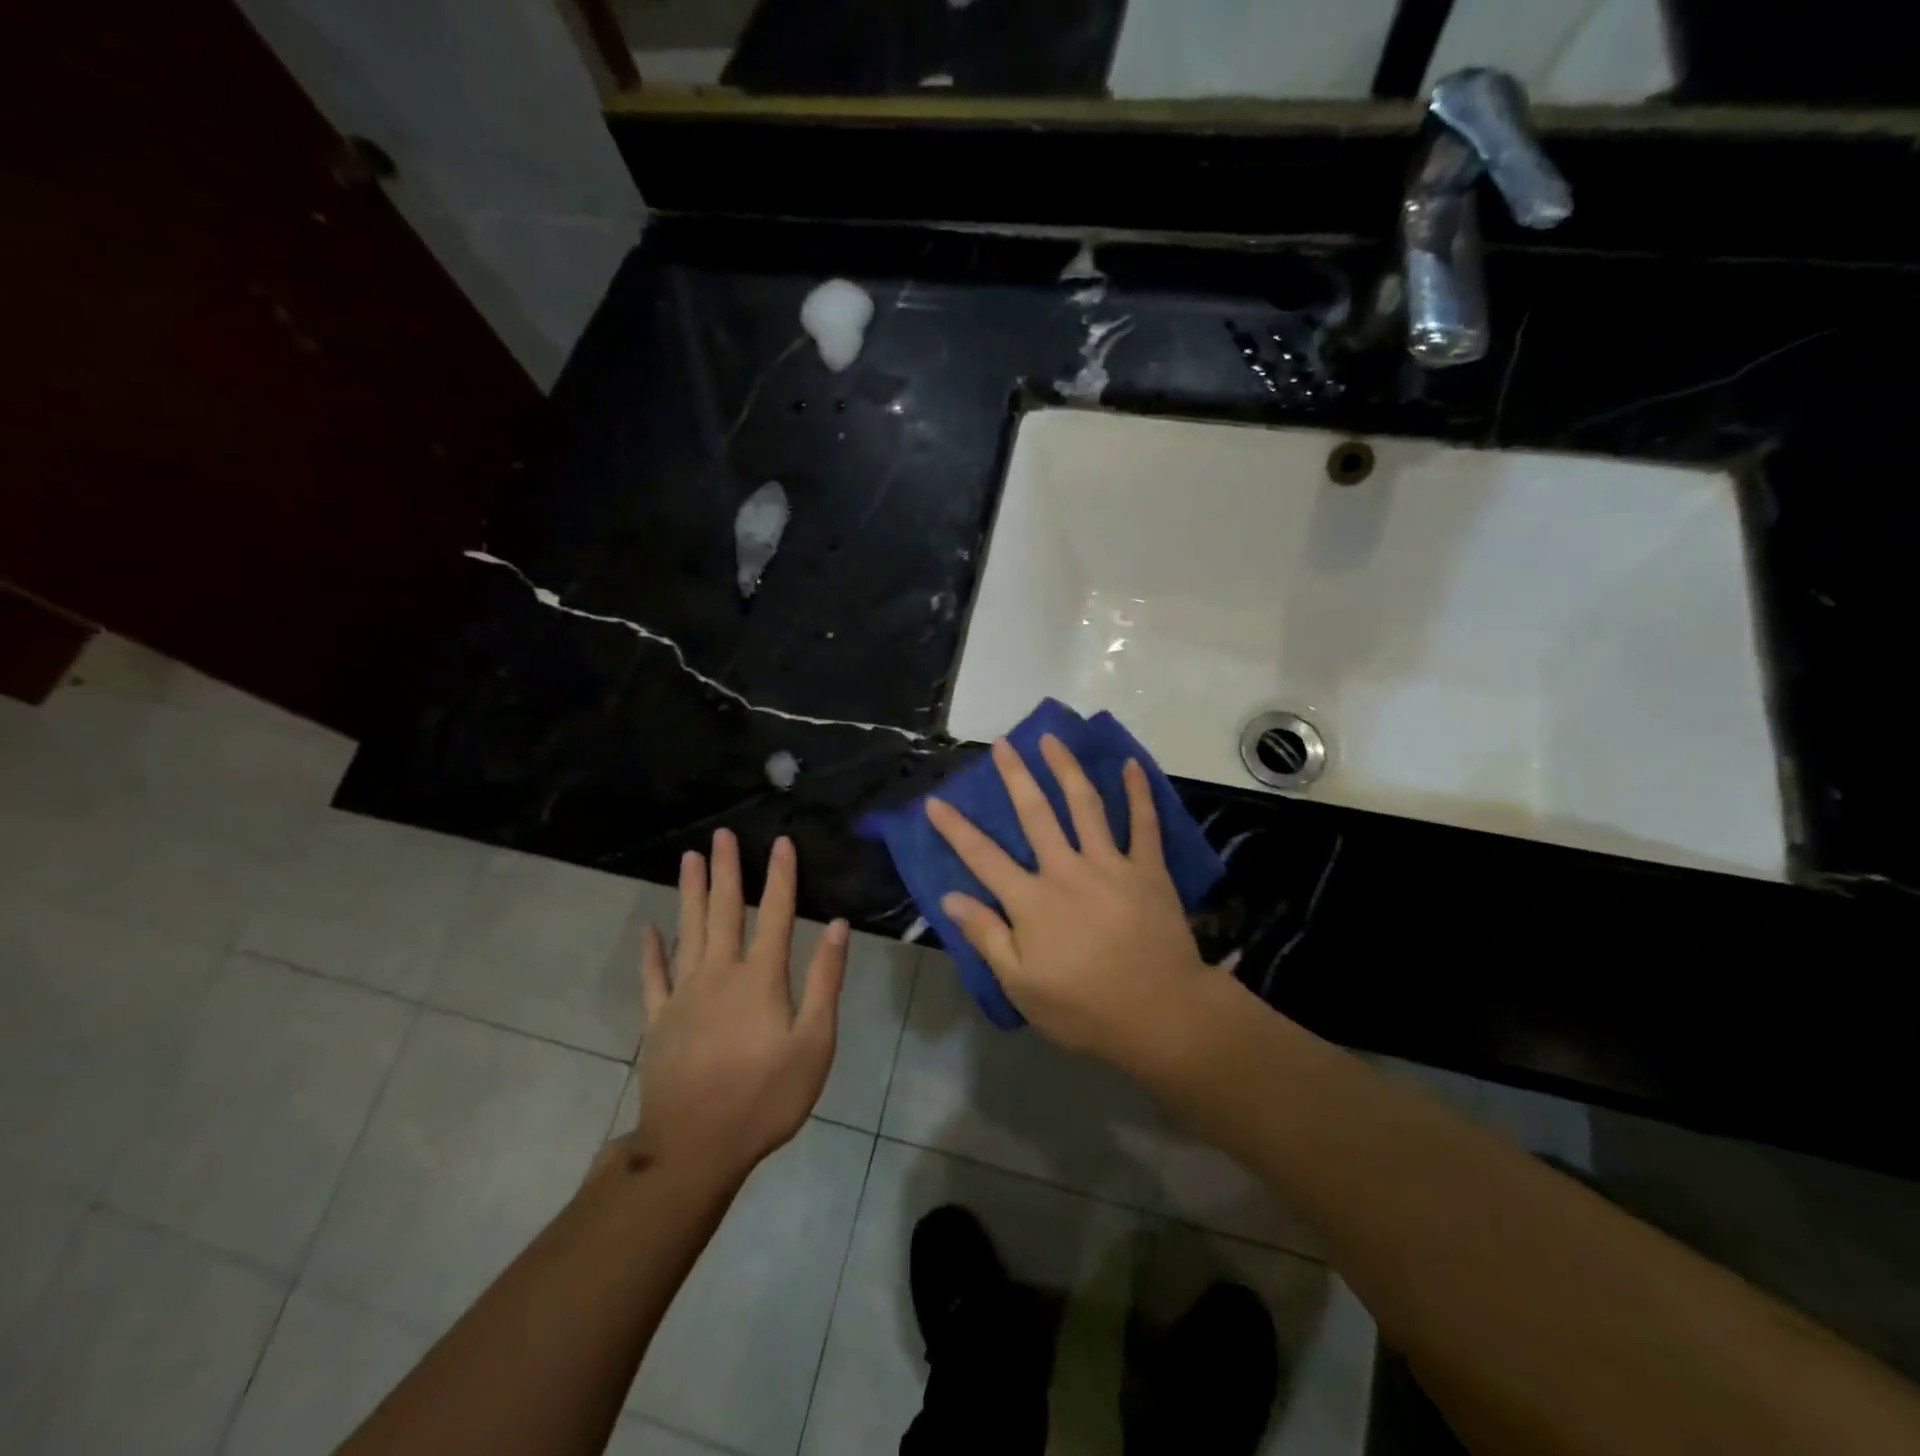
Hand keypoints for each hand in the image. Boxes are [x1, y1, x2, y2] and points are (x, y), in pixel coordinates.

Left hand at [623, 829, 848, 1181]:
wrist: (695, 1147)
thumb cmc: (765, 1097)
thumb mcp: (814, 1043)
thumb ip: (824, 981)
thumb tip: (837, 927)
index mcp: (761, 977)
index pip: (776, 913)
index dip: (780, 875)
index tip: (780, 842)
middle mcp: (720, 973)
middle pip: (725, 910)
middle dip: (727, 870)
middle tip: (721, 835)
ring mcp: (683, 994)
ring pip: (689, 931)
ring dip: (691, 893)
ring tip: (689, 859)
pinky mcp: (658, 1020)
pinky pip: (653, 977)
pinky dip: (651, 951)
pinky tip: (649, 930)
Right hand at [925, 735, 1214, 1069]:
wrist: (1161, 1015)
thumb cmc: (1085, 1007)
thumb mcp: (1021, 985)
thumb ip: (986, 936)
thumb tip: (950, 898)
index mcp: (1032, 901)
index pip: (983, 857)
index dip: (955, 829)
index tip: (935, 802)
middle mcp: (1067, 870)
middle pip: (1035, 814)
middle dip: (1015, 776)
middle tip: (1002, 743)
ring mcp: (1110, 865)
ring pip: (1085, 805)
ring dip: (1066, 769)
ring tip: (1052, 739)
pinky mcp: (1148, 870)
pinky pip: (1144, 823)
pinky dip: (1138, 792)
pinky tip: (1131, 765)